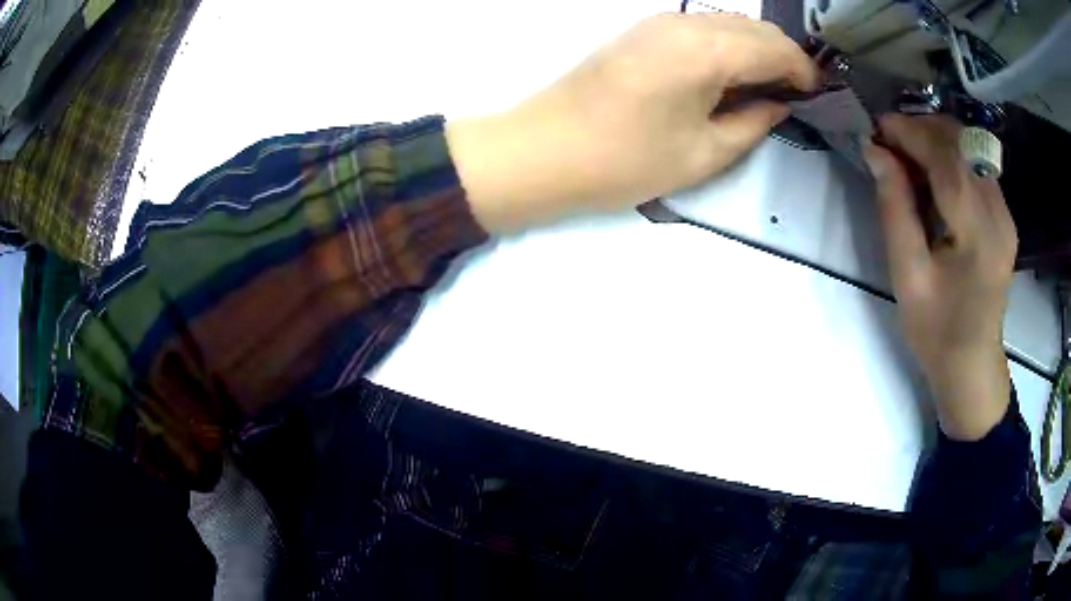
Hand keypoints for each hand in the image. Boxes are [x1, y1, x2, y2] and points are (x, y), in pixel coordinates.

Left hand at [447, 12, 818, 232]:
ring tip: (761, 90)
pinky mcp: (643, 30)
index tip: (815, 97)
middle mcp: (686, 23)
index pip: (776, 47)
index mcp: (707, 51)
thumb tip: (779, 104)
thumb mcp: (704, 154)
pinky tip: (726, 76)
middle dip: (783, 58)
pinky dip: (727, 45)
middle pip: (755, 27)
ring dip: (755, 49)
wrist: (544, 148)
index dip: (803, 71)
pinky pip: (702, 27)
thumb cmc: (625, 160)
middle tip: (790, 96)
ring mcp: (660, 22)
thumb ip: (753, 123)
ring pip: (729, 23)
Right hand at [864, 115, 1016, 440]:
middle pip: (961, 141)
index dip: (908, 132)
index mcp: (978, 232)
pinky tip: (932, 177)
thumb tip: (875, 151)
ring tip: (907, 158)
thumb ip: (894, 207)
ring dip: (934, 140)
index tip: (876, 129)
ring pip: (969, 147)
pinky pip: (975, 165)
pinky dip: (950, 157)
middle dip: (921, 129)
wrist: (972, 365)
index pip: (944, 156)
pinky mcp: (1004, 215)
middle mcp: (998, 212)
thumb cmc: (937, 331)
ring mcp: (1005, 212)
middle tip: (889, 144)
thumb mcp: (907, 275)